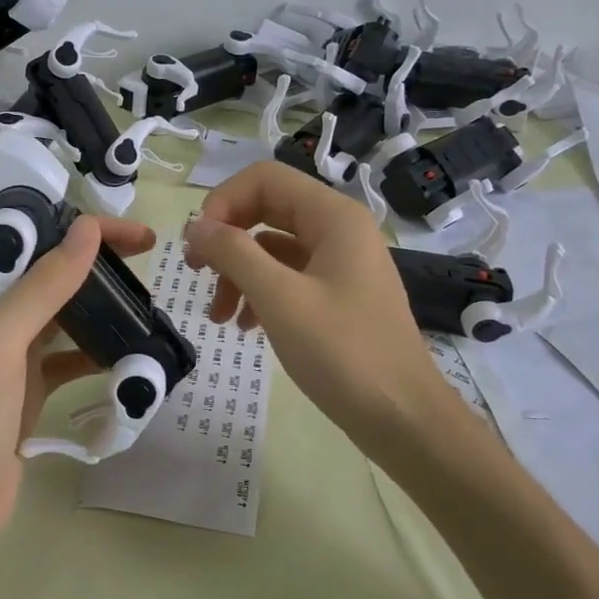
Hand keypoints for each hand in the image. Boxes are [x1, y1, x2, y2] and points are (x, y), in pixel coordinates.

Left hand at [0, 213, 156, 551]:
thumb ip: (43, 287)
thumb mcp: (1, 342)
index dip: (90, 232)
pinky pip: (74, 361)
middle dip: (104, 267)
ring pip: (71, 318)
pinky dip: (101, 355)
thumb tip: (87, 229)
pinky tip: (130, 359)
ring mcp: (20, 358)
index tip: (142, 238)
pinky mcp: (34, 391)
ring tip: (148, 311)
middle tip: (152, 270)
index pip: (45, 245)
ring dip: (106, 310)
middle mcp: (5, 321)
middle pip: (61, 278)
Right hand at [183, 162, 451, 462]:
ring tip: (219, 316)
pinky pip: (289, 276)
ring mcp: (341, 262)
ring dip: (238, 272)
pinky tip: (246, 326)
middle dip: (227, 238)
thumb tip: (195, 226)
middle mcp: (339, 229)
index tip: (199, 244)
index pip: (264, 178)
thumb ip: (233, 253)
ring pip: (273, 247)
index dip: (223, 202)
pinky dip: (260, 293)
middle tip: (196, 271)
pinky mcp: (339, 294)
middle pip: (267, 209)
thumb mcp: (279, 299)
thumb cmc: (343, 353)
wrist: (403, 419)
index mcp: (333, 216)